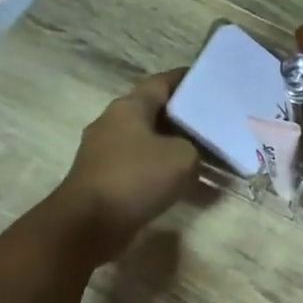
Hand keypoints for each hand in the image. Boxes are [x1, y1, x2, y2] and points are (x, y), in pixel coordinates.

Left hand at [50, 70, 199, 265]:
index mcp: (129, 108)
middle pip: (154, 113)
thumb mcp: (182, 157)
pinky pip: (140, 167)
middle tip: (214, 123)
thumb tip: (190, 153)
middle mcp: (113, 123)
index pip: (161, 83)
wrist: (89, 223)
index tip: (210, 81)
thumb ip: (194, 148)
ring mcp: (105, 153)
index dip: (186, 79)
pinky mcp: (105, 179)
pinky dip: (162, 172)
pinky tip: (183, 184)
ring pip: (148, 142)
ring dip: (173, 148)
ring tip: (204, 156)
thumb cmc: (136, 178)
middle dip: (184, 117)